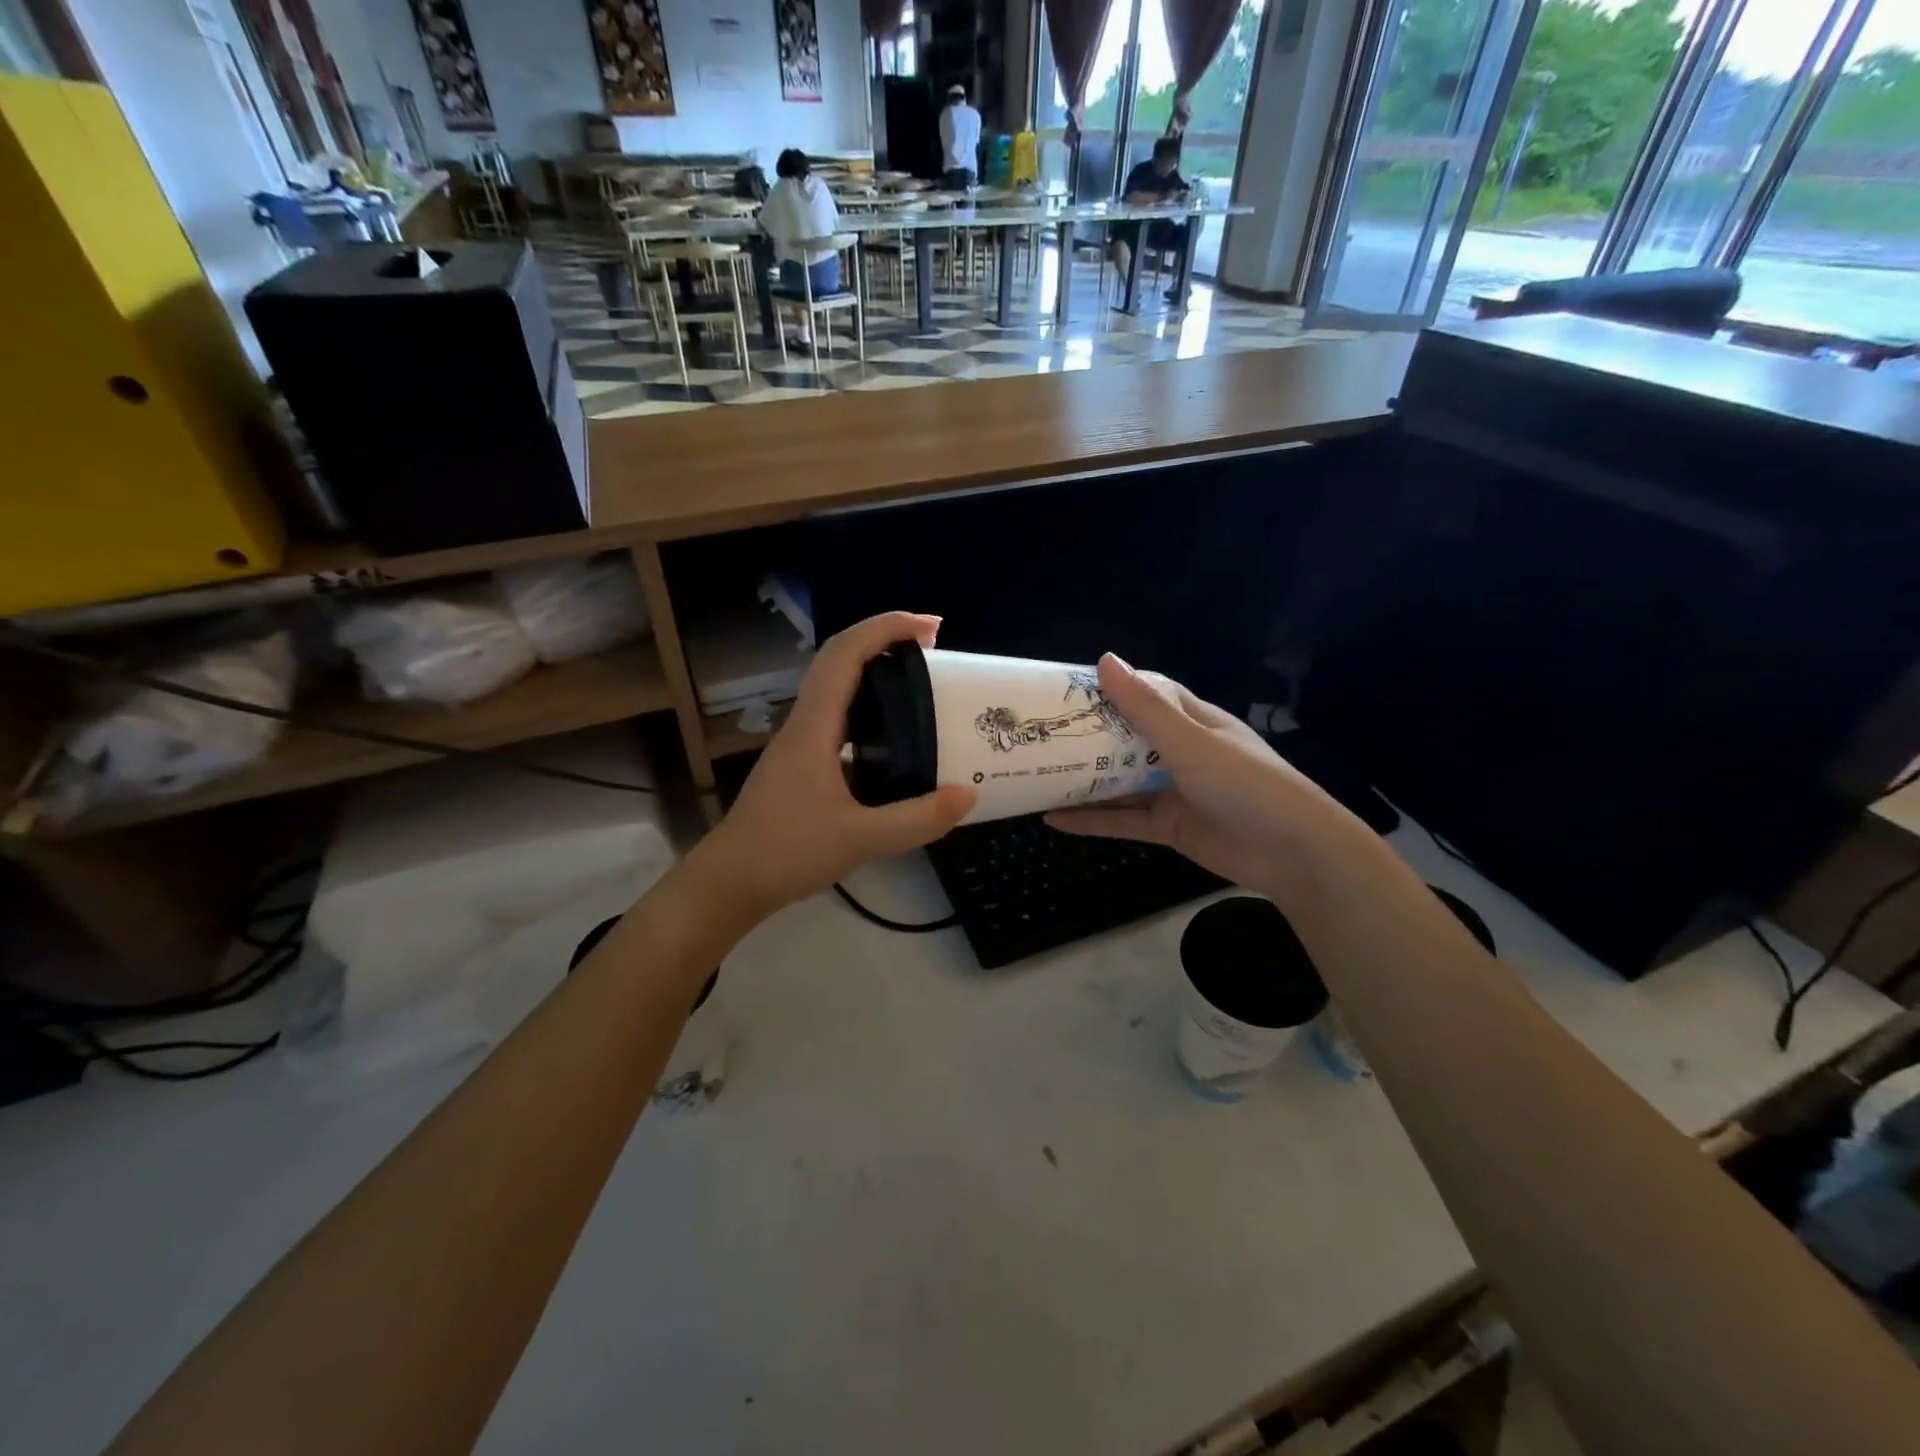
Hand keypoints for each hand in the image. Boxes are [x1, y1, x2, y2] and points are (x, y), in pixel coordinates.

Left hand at [687, 612, 975, 920]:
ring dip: (875, 671)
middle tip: (934, 647)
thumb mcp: (860, 840)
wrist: (730, 882)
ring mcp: (800, 744)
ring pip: (837, 688)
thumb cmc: (786, 853)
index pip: (846, 654)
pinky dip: (869, 709)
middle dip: (885, 640)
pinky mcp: (801, 764)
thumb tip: (967, 796)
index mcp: (814, 728)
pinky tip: (894, 738)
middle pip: (839, 660)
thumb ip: (917, 820)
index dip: (886, 628)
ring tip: (920, 682)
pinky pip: (838, 718)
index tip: (931, 627)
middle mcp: (804, 724)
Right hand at [1046, 655, 1355, 898]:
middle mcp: (1182, 752)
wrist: (1292, 853)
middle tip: (1042, 731)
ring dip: (1084, 778)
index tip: (1068, 688)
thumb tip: (1106, 660)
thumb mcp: (1191, 742)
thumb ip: (1145, 707)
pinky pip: (1123, 820)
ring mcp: (1174, 791)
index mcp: (1194, 721)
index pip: (1149, 694)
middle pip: (1128, 738)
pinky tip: (1053, 819)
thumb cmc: (1246, 784)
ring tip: (1038, 771)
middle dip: (1089, 735)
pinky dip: (1091, 819)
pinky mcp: (1168, 827)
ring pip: (1121, 781)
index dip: (1112, 688)